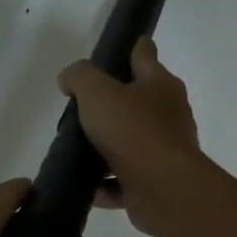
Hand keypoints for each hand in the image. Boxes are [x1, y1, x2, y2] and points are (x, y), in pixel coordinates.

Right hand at [58, 39, 208, 236]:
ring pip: (131, 144)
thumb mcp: (98, 92)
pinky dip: (107, 185)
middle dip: (114, 104)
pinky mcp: (155, 183)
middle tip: (83, 108)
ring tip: (79, 151)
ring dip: (108, 148)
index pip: (145, 55)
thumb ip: (80, 78)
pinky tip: (88, 188)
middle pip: (138, 102)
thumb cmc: (133, 131)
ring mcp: (163, 151)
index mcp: (160, 85)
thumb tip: (68, 79)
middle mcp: (168, 115)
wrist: (163, 189)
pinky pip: (125, 181)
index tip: (118, 48)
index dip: (132, 48)